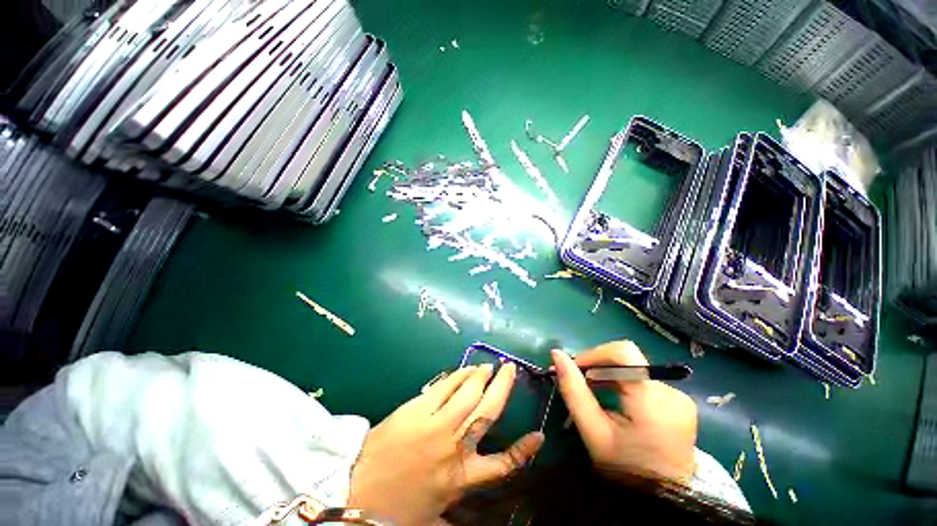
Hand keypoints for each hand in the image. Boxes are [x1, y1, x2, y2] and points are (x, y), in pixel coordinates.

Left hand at [348, 364, 544, 525]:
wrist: (355, 491)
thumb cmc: (395, 508)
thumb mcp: (432, 514)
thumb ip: (454, 509)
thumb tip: (471, 514)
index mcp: (461, 477)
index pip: (502, 464)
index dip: (523, 451)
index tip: (538, 435)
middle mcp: (455, 445)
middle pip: (488, 410)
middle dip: (503, 387)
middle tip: (510, 369)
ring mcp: (437, 422)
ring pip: (469, 392)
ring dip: (481, 376)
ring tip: (488, 366)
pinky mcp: (420, 408)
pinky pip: (446, 385)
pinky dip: (459, 375)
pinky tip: (466, 369)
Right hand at [551, 341, 696, 481]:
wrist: (663, 501)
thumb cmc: (624, 470)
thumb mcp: (592, 431)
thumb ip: (573, 390)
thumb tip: (556, 354)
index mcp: (652, 401)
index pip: (623, 352)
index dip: (595, 353)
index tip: (576, 367)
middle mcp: (671, 393)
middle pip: (626, 360)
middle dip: (597, 366)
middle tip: (578, 382)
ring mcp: (679, 397)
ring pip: (633, 368)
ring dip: (608, 374)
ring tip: (592, 391)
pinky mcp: (680, 401)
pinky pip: (644, 379)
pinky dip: (623, 383)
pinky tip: (613, 398)